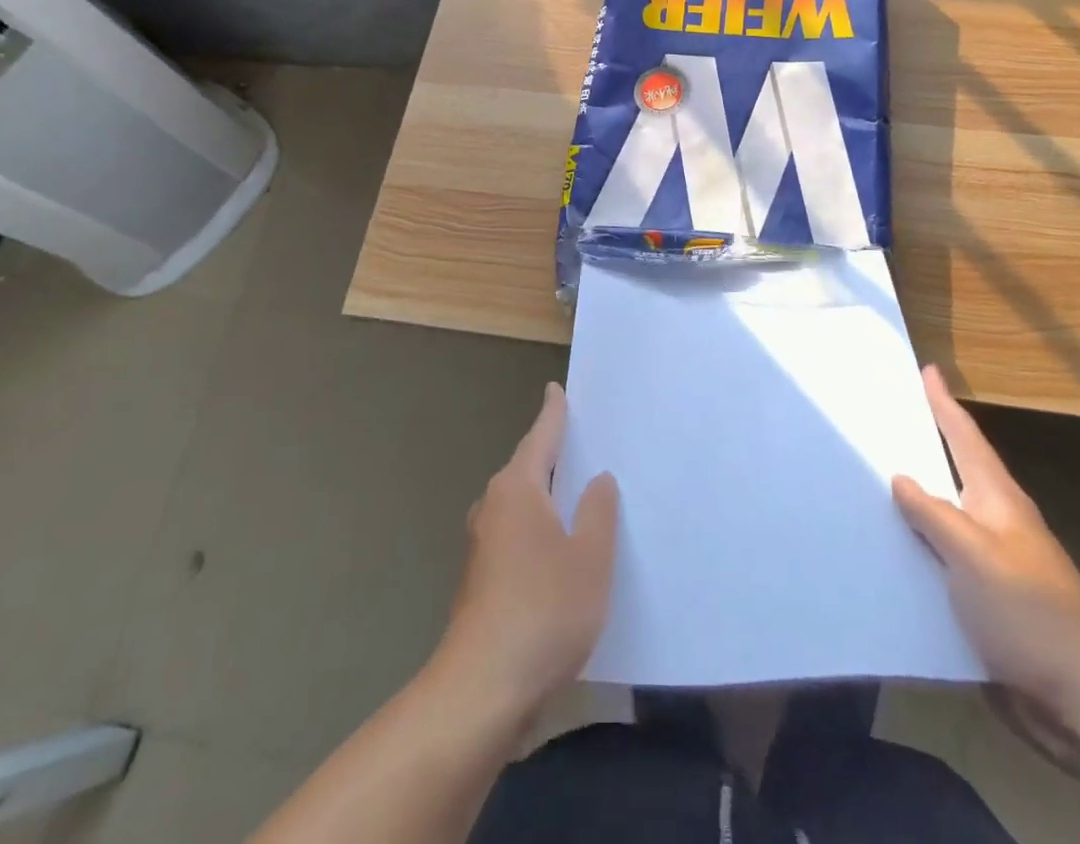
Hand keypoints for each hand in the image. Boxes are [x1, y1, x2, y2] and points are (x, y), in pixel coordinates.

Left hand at [434, 382, 618, 722]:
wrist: (482, 690)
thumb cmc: (544, 610)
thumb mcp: (590, 558)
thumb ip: (598, 512)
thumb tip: (597, 480)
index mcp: (518, 489)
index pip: (541, 437)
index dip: (553, 413)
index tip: (556, 390)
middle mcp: (494, 507)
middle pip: (528, 468)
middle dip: (553, 455)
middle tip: (584, 442)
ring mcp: (482, 545)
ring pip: (521, 505)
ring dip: (546, 496)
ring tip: (579, 494)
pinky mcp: (481, 579)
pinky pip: (516, 534)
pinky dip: (539, 528)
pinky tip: (560, 549)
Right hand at [892, 367, 1079, 732]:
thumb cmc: (1028, 614)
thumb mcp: (973, 556)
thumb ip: (933, 514)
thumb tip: (901, 477)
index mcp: (998, 501)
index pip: (966, 438)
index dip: (944, 404)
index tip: (928, 370)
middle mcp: (999, 523)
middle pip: (958, 470)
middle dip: (928, 442)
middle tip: (892, 417)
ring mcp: (998, 562)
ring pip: (949, 515)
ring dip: (920, 496)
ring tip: (878, 478)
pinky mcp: (991, 600)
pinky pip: (947, 557)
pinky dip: (922, 544)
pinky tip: (896, 552)